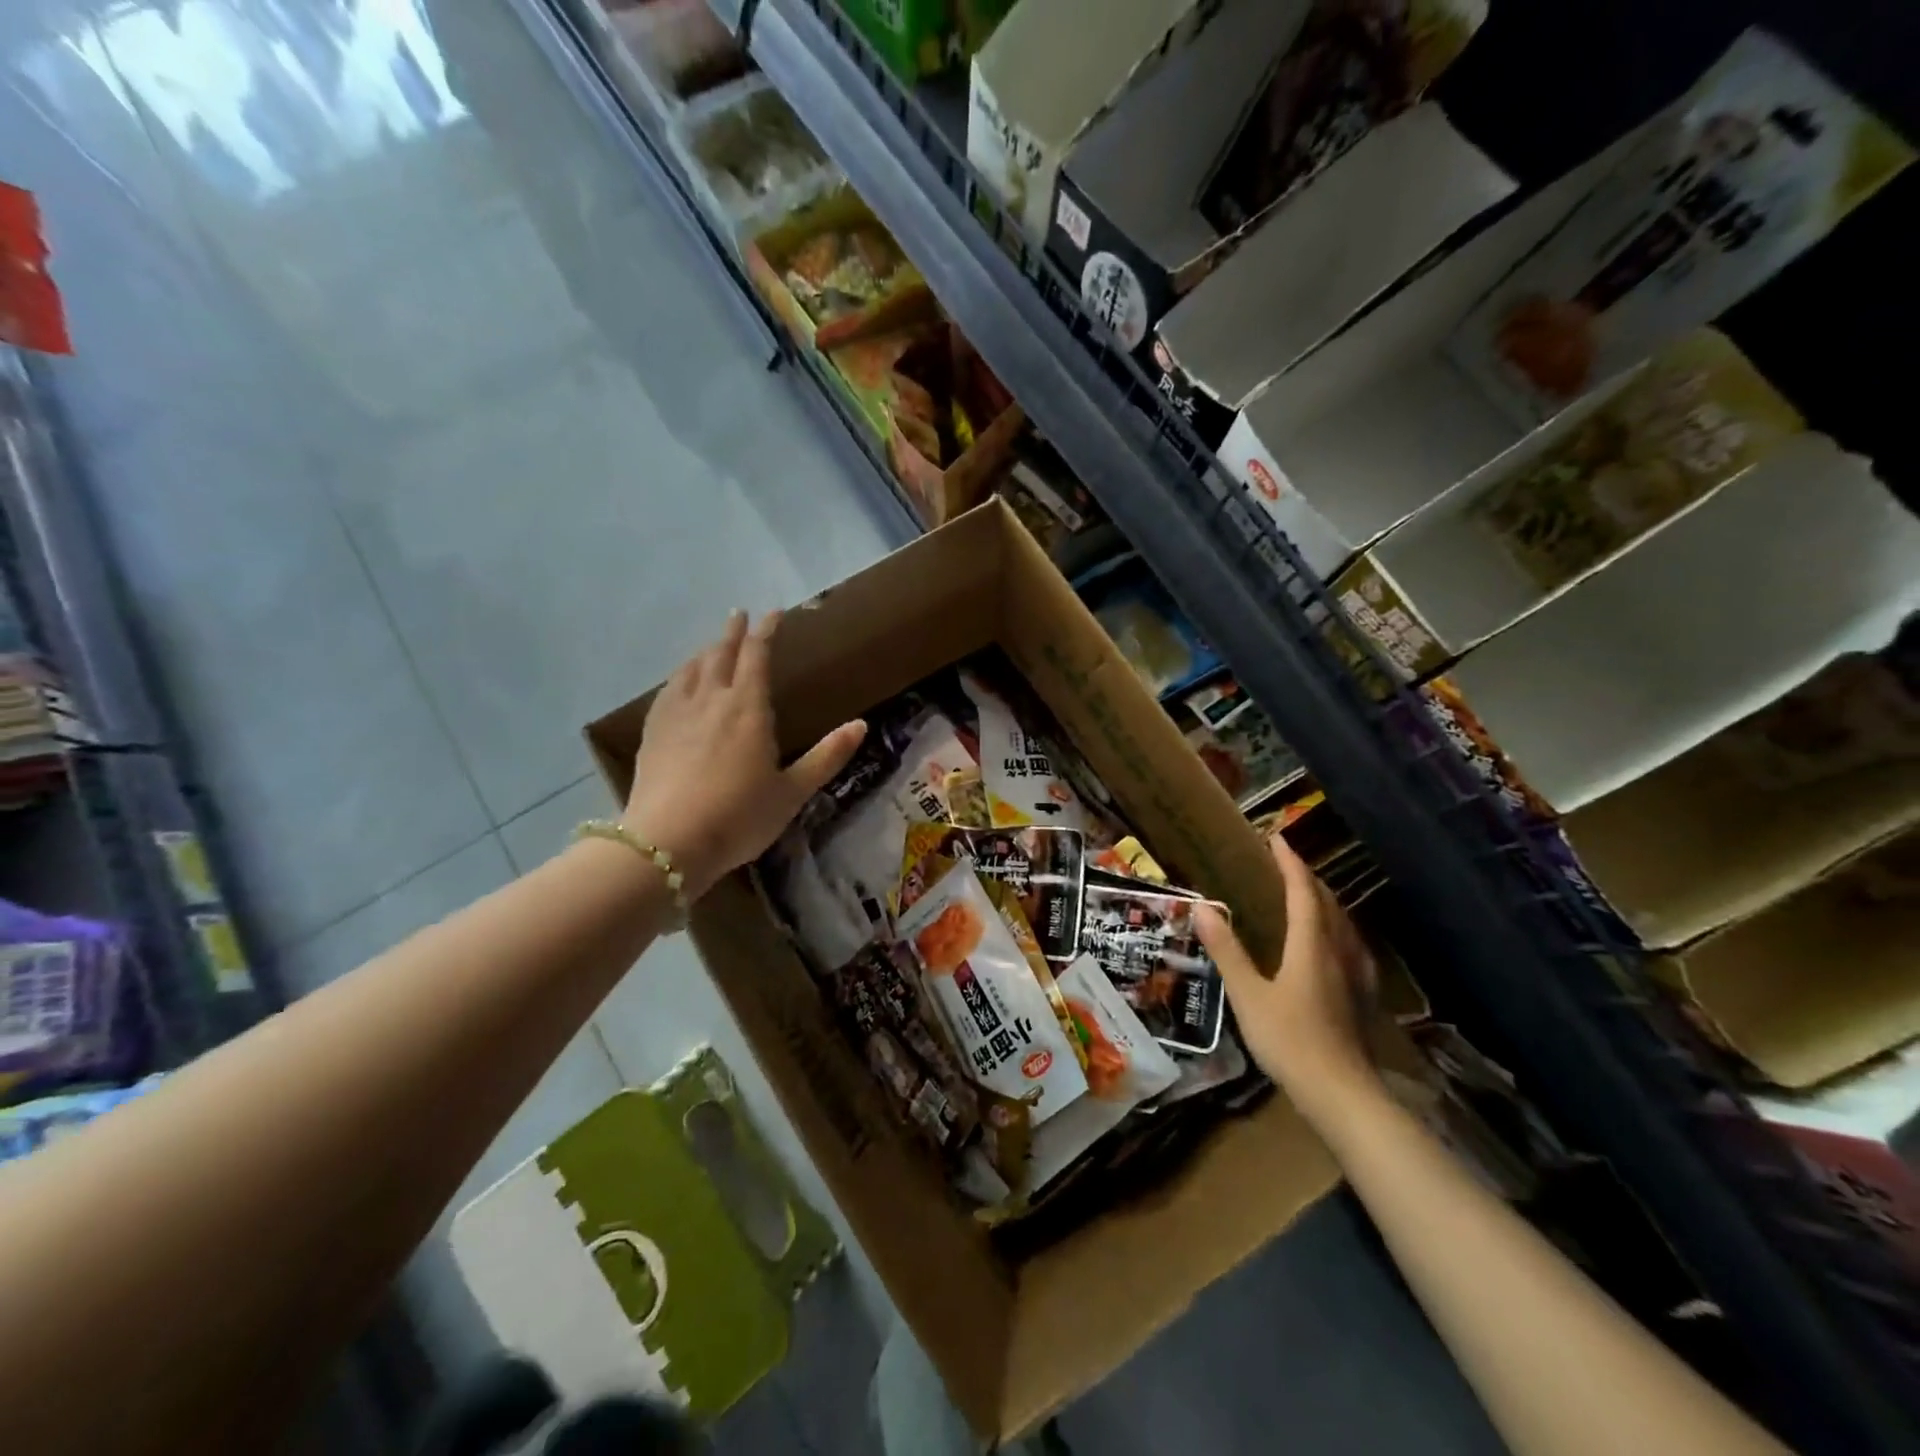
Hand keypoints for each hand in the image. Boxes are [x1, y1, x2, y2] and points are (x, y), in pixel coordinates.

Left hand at [624, 610, 864, 899]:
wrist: (668, 843)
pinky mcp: (652, 732)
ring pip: (691, 668)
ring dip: (706, 650)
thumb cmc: (739, 817)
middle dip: (732, 632)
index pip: (757, 656)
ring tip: (713, 645)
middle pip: (720, 654)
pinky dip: (680, 675)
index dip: (766, 631)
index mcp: (748, 708)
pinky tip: (680, 682)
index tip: (773, 614)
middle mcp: (711, 699)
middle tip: (740, 615)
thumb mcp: (793, 792)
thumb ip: (827, 756)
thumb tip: (861, 725)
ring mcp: (676, 714)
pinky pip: (668, 690)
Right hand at [1196, 834, 1380, 1119]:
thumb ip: (1227, 950)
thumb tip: (1203, 907)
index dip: (1290, 864)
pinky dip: (1335, 928)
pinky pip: (1349, 945)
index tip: (1277, 839)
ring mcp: (1355, 975)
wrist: (1342, 1094)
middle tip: (1287, 864)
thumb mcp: (1248, 995)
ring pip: (1343, 924)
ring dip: (1325, 902)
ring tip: (1306, 895)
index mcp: (1311, 945)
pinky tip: (1330, 944)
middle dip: (1308, 878)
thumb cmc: (1290, 1040)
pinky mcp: (1361, 996)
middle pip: (1329, 903)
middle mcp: (1338, 952)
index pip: (1303, 892)